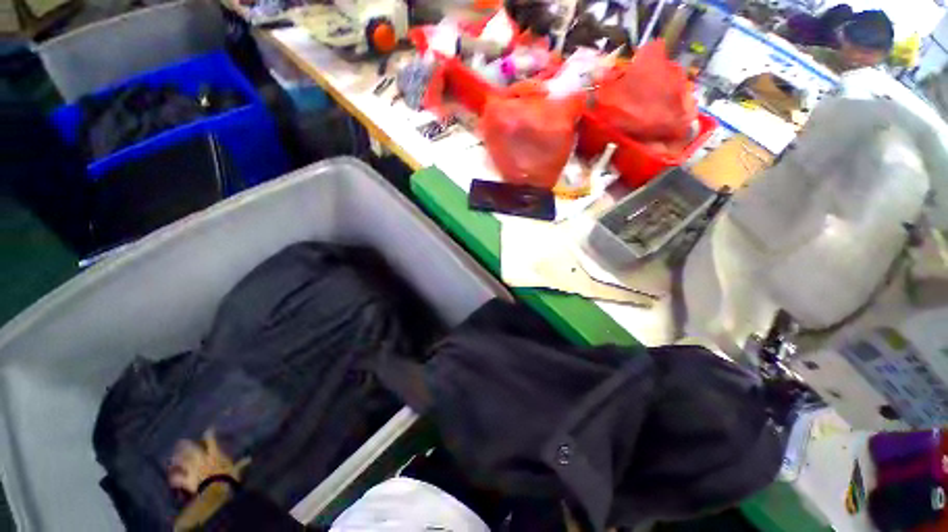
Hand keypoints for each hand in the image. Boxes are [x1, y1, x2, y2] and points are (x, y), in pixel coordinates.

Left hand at [168, 429, 250, 493]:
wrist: (215, 491)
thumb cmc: (227, 478)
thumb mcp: (236, 470)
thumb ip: (241, 464)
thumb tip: (249, 458)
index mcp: (214, 455)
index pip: (212, 441)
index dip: (210, 434)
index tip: (209, 429)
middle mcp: (202, 459)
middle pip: (192, 449)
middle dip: (186, 445)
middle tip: (181, 441)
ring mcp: (193, 469)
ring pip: (182, 461)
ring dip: (178, 459)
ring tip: (173, 457)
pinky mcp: (187, 480)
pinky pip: (179, 478)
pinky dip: (175, 478)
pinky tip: (172, 478)